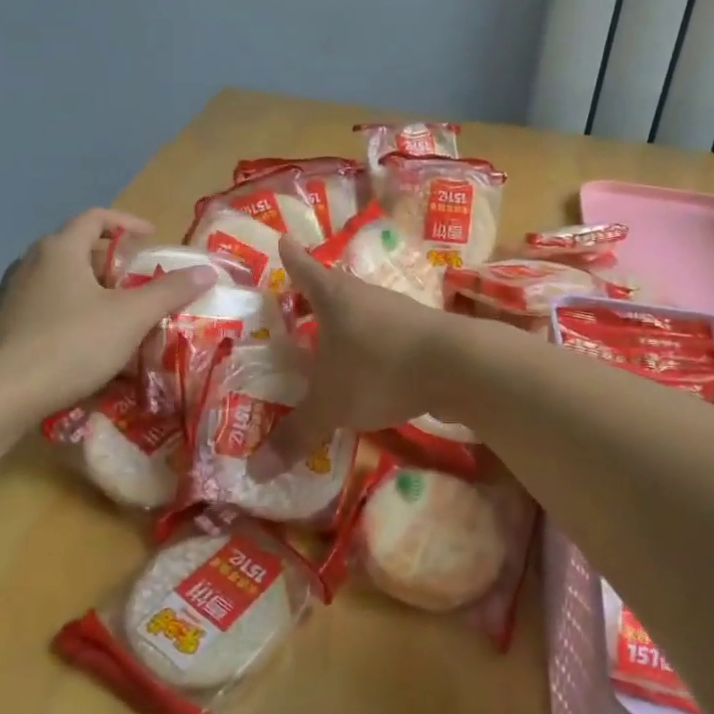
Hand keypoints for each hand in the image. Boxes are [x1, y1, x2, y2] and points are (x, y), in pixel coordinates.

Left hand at [0, 209, 215, 409]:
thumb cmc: (70, 344)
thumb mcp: (130, 317)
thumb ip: (170, 291)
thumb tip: (207, 270)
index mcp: (60, 249)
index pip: (95, 217)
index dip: (127, 223)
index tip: (151, 238)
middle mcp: (30, 262)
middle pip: (76, 248)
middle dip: (111, 261)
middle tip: (138, 281)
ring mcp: (11, 294)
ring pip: (59, 279)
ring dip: (90, 288)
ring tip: (115, 313)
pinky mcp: (1, 325)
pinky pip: (44, 306)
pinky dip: (70, 312)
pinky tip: (84, 342)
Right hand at [250, 235, 460, 477]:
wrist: (458, 366)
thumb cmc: (379, 369)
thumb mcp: (330, 405)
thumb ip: (296, 435)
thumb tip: (255, 472)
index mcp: (335, 298)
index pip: (305, 271)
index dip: (292, 259)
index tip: (284, 241)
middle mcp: (365, 296)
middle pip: (335, 287)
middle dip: (316, 295)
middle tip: (297, 303)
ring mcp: (398, 312)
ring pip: (363, 311)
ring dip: (347, 322)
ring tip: (331, 340)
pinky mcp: (424, 333)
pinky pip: (387, 334)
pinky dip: (373, 346)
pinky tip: (371, 366)